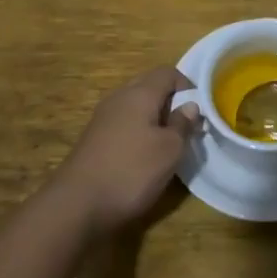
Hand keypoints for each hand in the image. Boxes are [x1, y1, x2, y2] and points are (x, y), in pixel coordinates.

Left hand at [51, 67, 198, 236]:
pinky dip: (137, 132)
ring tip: (167, 144)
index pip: (167, 72)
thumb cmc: (131, 171)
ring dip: (154, 119)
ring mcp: (103, 118)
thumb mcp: (169, 150)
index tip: (200, 110)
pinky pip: (123, 124)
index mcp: (139, 93)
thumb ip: (183, 125)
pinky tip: (142, 157)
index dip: (187, 85)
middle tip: (185, 127)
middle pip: (149, 86)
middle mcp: (119, 98)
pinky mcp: (94, 139)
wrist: (76, 204)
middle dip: (170, 102)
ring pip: (135, 106)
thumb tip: (190, 105)